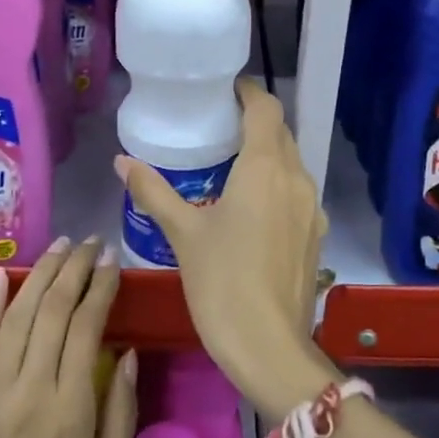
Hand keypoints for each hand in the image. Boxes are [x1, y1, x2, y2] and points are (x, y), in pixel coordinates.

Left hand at [0, 237, 138, 437]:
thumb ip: (119, 416)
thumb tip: (126, 355)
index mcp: (69, 411)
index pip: (85, 327)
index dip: (100, 287)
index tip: (113, 262)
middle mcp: (28, 391)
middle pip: (51, 310)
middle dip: (74, 268)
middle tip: (91, 242)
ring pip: (16, 316)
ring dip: (40, 275)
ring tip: (60, 247)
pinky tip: (1, 276)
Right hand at [115, 79, 334, 418]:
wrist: (268, 346)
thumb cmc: (222, 281)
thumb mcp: (183, 233)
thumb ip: (153, 191)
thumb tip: (123, 161)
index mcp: (265, 167)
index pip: (266, 108)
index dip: (248, 93)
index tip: (226, 91)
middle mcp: (296, 178)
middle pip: (281, 133)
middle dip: (256, 123)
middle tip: (220, 127)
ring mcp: (312, 207)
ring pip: (292, 163)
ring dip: (268, 154)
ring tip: (233, 165)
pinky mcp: (316, 234)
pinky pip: (297, 193)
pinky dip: (277, 184)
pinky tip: (253, 207)